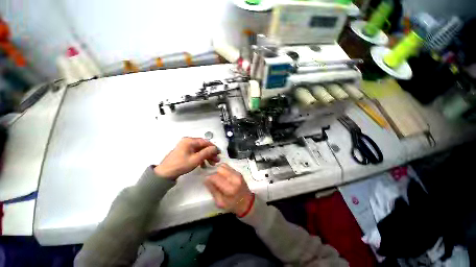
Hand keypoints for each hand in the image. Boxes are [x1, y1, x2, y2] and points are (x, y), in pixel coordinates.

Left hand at [154, 137, 219, 179]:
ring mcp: (186, 147)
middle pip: (203, 146)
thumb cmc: (180, 165)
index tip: (219, 153)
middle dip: (210, 153)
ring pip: (200, 150)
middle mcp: (188, 142)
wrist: (165, 173)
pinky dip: (201, 158)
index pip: (205, 142)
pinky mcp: (185, 152)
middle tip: (216, 160)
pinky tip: (204, 165)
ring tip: (212, 163)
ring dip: (207, 156)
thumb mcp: (196, 159)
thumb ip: (207, 152)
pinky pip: (196, 153)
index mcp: (190, 141)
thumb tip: (215, 148)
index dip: (213, 147)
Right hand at [204, 163, 253, 215]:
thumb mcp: (220, 202)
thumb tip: (206, 179)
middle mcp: (234, 178)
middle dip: (214, 173)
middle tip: (212, 179)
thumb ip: (213, 190)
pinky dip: (223, 170)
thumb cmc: (233, 205)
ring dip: (218, 170)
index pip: (216, 177)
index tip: (206, 180)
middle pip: (220, 169)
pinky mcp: (238, 172)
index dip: (209, 178)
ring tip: (218, 177)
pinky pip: (228, 167)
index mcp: (230, 189)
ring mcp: (237, 174)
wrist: (247, 202)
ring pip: (224, 166)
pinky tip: (223, 176)